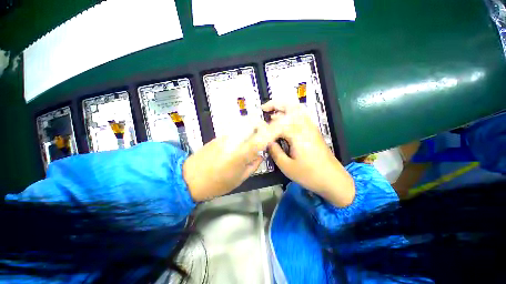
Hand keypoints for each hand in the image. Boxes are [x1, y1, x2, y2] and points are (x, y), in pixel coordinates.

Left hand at [183, 119, 280, 201]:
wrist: (189, 178)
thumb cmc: (216, 184)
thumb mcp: (239, 179)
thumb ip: (253, 165)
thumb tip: (260, 155)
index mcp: (240, 155)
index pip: (260, 139)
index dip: (271, 133)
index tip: (278, 131)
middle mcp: (233, 141)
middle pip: (251, 123)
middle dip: (262, 125)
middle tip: (266, 133)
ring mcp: (225, 137)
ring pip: (243, 123)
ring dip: (253, 126)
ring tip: (256, 135)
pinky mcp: (219, 136)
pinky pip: (236, 128)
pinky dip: (244, 130)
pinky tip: (243, 139)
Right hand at [262, 101, 354, 206]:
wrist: (332, 179)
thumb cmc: (309, 174)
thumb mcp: (287, 166)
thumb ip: (275, 151)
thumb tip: (268, 142)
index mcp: (297, 134)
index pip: (278, 124)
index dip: (266, 126)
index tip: (258, 130)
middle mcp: (305, 126)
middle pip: (290, 107)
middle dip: (276, 104)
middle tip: (264, 108)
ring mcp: (311, 127)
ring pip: (297, 110)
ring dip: (284, 108)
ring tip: (272, 113)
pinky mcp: (313, 131)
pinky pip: (301, 116)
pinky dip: (291, 114)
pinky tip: (284, 121)